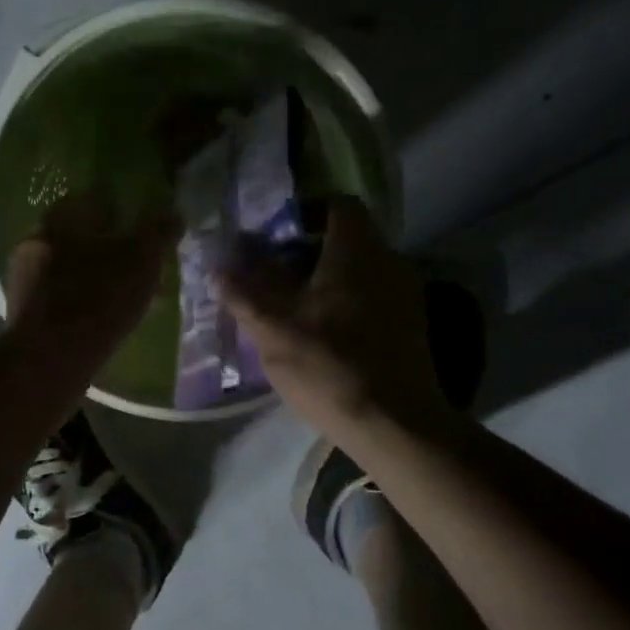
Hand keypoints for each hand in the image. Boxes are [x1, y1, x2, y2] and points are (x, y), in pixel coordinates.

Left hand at [4, 193, 174, 369]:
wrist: (50, 358)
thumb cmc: (98, 297)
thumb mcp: (142, 259)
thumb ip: (159, 231)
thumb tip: (174, 212)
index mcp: (62, 216)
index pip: (97, 200)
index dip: (125, 211)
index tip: (145, 230)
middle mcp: (38, 239)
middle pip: (84, 236)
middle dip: (113, 249)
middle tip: (142, 267)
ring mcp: (27, 278)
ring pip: (75, 268)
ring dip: (101, 278)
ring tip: (132, 298)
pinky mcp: (27, 312)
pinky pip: (65, 298)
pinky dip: (88, 302)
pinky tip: (108, 320)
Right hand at [219, 198, 441, 437]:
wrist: (395, 424)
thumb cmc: (330, 365)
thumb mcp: (273, 329)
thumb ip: (243, 293)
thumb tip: (218, 267)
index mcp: (357, 250)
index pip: (337, 205)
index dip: (303, 213)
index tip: (274, 237)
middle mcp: (389, 261)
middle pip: (346, 238)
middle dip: (306, 252)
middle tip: (272, 275)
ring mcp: (405, 294)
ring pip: (359, 270)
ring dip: (325, 280)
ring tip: (290, 307)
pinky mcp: (411, 326)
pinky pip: (372, 296)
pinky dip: (345, 303)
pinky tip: (321, 334)